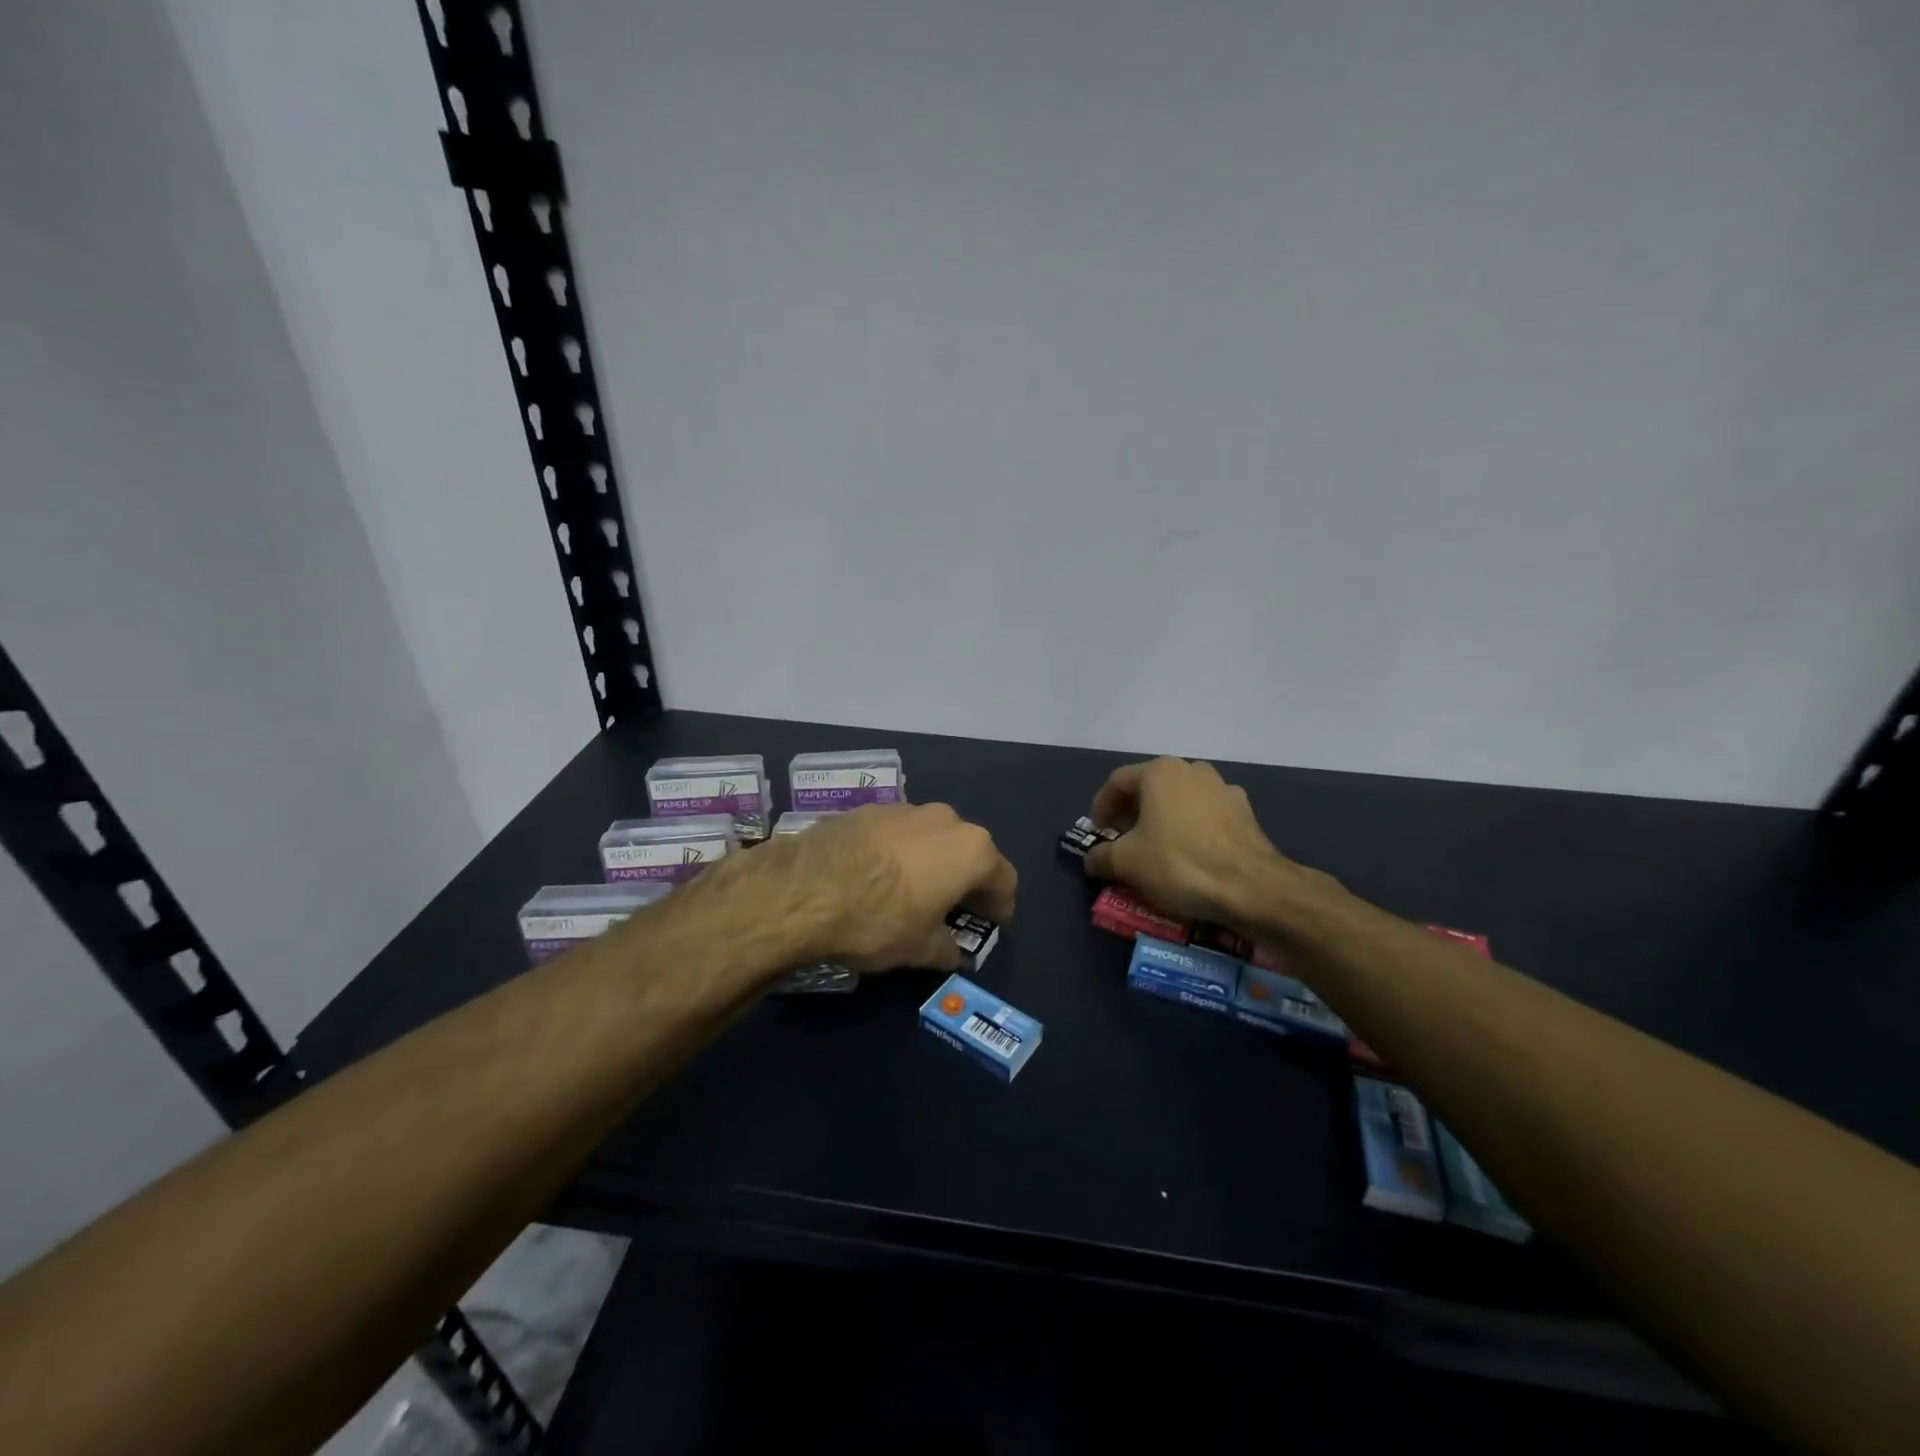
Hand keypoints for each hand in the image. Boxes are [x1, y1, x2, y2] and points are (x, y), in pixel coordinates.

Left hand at [768, 803, 1017, 972]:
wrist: (803, 887)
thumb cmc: (878, 919)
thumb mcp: (920, 948)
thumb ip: (947, 948)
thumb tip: (954, 952)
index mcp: (971, 850)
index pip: (1003, 878)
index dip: (1001, 905)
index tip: (993, 923)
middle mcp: (946, 819)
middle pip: (968, 852)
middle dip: (966, 880)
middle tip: (954, 909)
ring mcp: (905, 808)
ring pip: (932, 838)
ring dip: (932, 862)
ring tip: (914, 892)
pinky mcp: (869, 808)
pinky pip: (898, 833)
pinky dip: (899, 853)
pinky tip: (878, 876)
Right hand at [1084, 758, 1297, 926]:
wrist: (1252, 888)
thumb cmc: (1180, 864)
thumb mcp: (1127, 863)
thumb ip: (1102, 856)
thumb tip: (1093, 859)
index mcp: (1160, 772)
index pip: (1118, 782)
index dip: (1101, 807)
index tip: (1097, 832)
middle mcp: (1192, 770)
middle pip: (1150, 787)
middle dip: (1132, 813)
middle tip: (1121, 840)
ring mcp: (1223, 789)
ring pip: (1180, 800)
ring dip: (1162, 819)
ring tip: (1155, 848)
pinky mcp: (1245, 813)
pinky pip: (1205, 816)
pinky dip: (1190, 830)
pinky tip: (1189, 856)